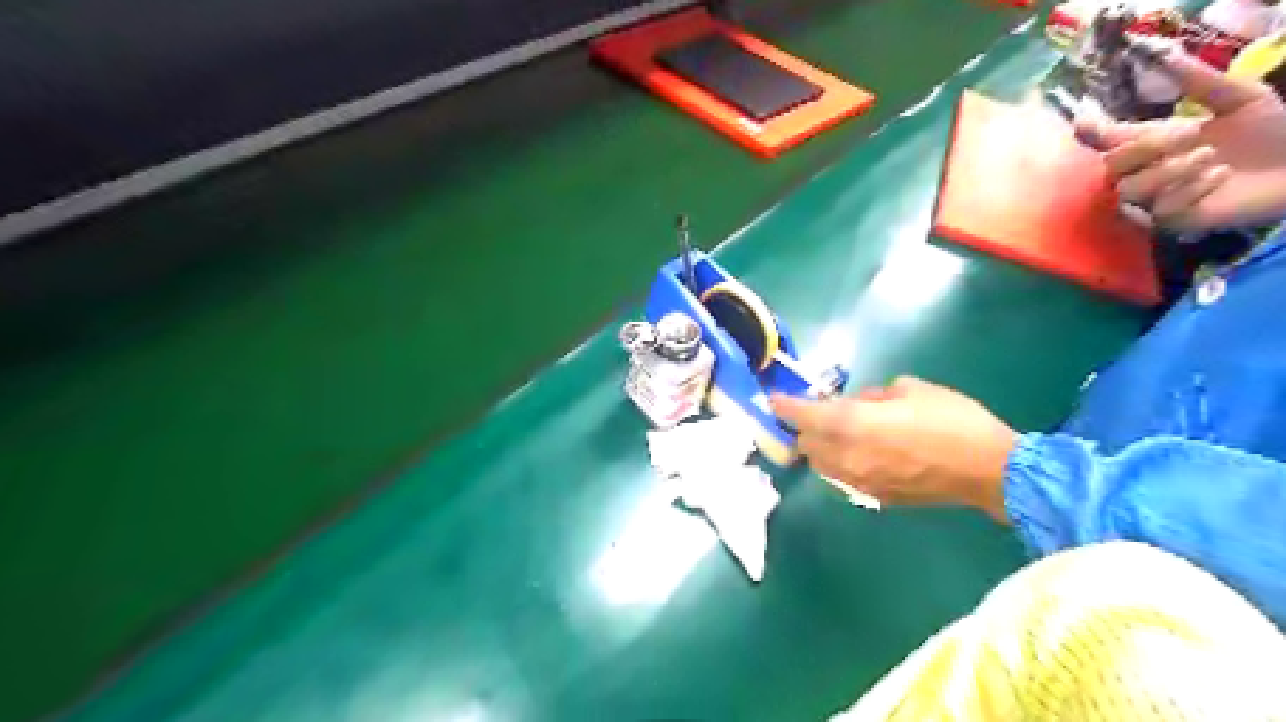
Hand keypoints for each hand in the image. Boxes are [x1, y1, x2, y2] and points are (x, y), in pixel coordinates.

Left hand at [768, 376, 1020, 522]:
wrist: (990, 470)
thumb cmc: (952, 420)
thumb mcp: (910, 389)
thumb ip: (873, 396)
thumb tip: (859, 403)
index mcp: (851, 424)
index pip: (803, 416)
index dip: (784, 407)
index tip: (774, 400)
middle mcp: (846, 457)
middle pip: (807, 445)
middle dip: (806, 428)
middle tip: (821, 413)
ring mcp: (859, 482)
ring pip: (821, 466)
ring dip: (822, 448)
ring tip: (842, 434)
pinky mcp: (875, 498)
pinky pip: (843, 479)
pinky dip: (842, 464)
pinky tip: (863, 454)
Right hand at [1076, 44, 1285, 229]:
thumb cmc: (1272, 130)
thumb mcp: (1237, 97)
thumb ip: (1197, 80)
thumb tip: (1160, 51)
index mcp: (1152, 143)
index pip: (1106, 140)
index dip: (1090, 131)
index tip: (1084, 121)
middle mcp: (1144, 172)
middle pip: (1110, 166)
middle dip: (1145, 149)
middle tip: (1191, 133)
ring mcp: (1155, 201)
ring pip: (1129, 190)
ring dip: (1169, 171)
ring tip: (1211, 157)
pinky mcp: (1172, 222)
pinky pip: (1161, 210)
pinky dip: (1191, 190)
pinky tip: (1220, 177)